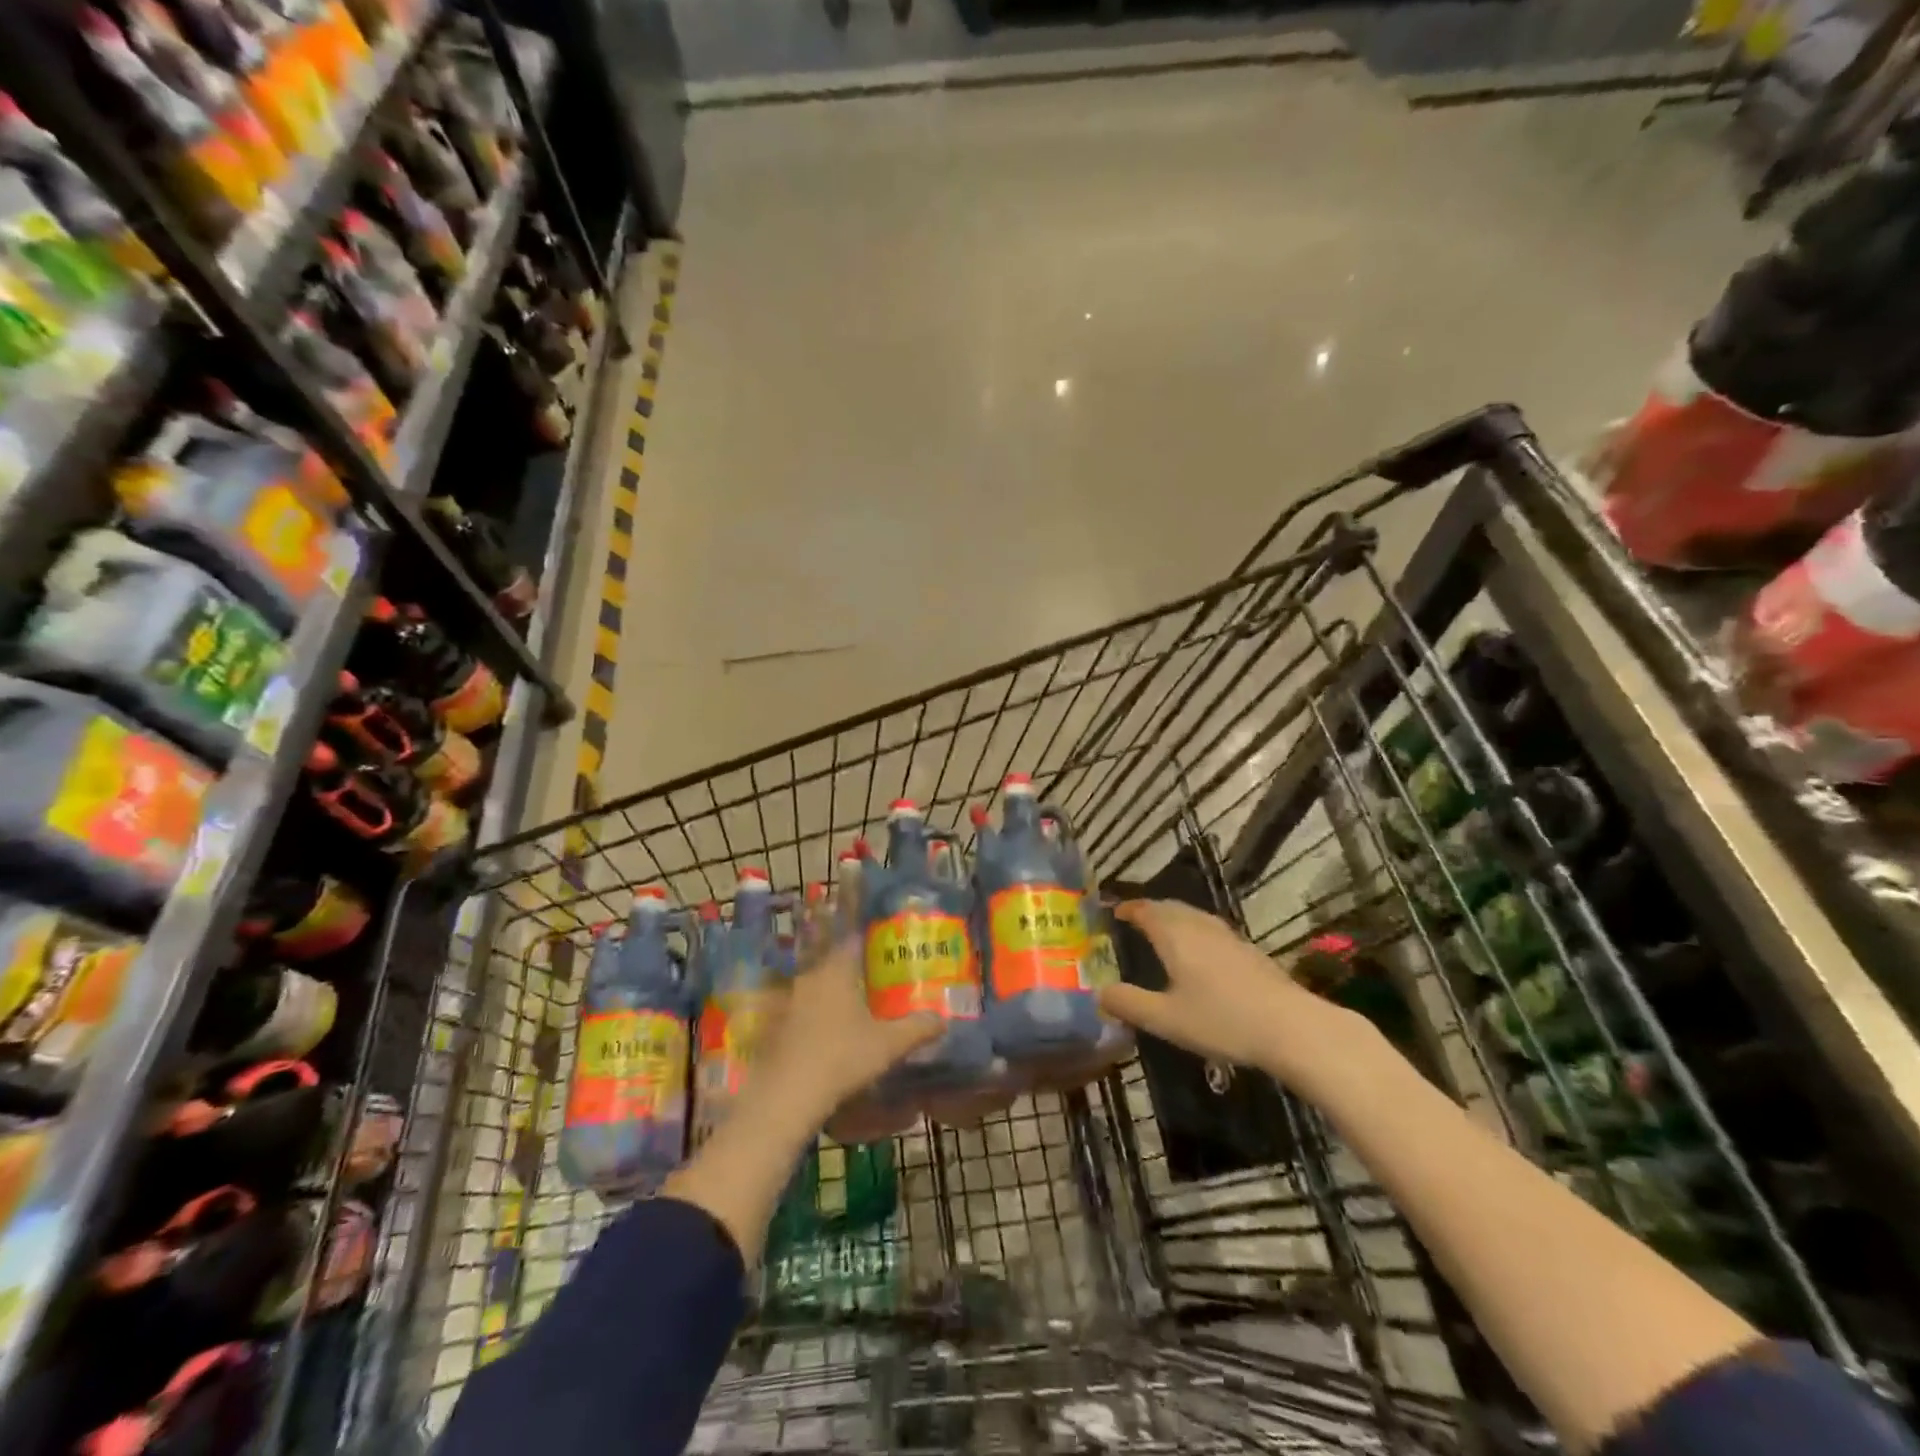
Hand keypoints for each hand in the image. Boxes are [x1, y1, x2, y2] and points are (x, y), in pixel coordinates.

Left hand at [753, 936, 940, 1128]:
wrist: (786, 1095)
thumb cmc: (841, 1057)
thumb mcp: (888, 1045)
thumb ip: (917, 1028)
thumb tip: (943, 1019)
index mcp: (836, 970)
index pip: (854, 940)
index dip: (873, 941)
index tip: (890, 948)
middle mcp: (811, 977)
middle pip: (836, 964)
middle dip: (858, 971)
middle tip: (881, 982)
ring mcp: (790, 1002)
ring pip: (820, 988)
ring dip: (837, 996)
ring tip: (861, 1010)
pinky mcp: (778, 1027)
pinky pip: (806, 1011)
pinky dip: (820, 1017)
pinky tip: (834, 1036)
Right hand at [1097, 899, 1378, 1091]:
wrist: (1291, 1027)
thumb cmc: (1221, 1020)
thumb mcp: (1165, 1019)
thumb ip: (1129, 1004)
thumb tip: (1099, 993)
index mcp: (1174, 934)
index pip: (1145, 910)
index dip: (1128, 908)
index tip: (1114, 910)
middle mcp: (1199, 926)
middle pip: (1170, 907)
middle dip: (1150, 910)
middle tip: (1135, 920)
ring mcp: (1228, 936)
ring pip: (1193, 917)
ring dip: (1174, 919)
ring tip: (1164, 933)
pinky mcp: (1249, 951)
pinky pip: (1211, 930)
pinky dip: (1195, 932)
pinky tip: (1201, 955)